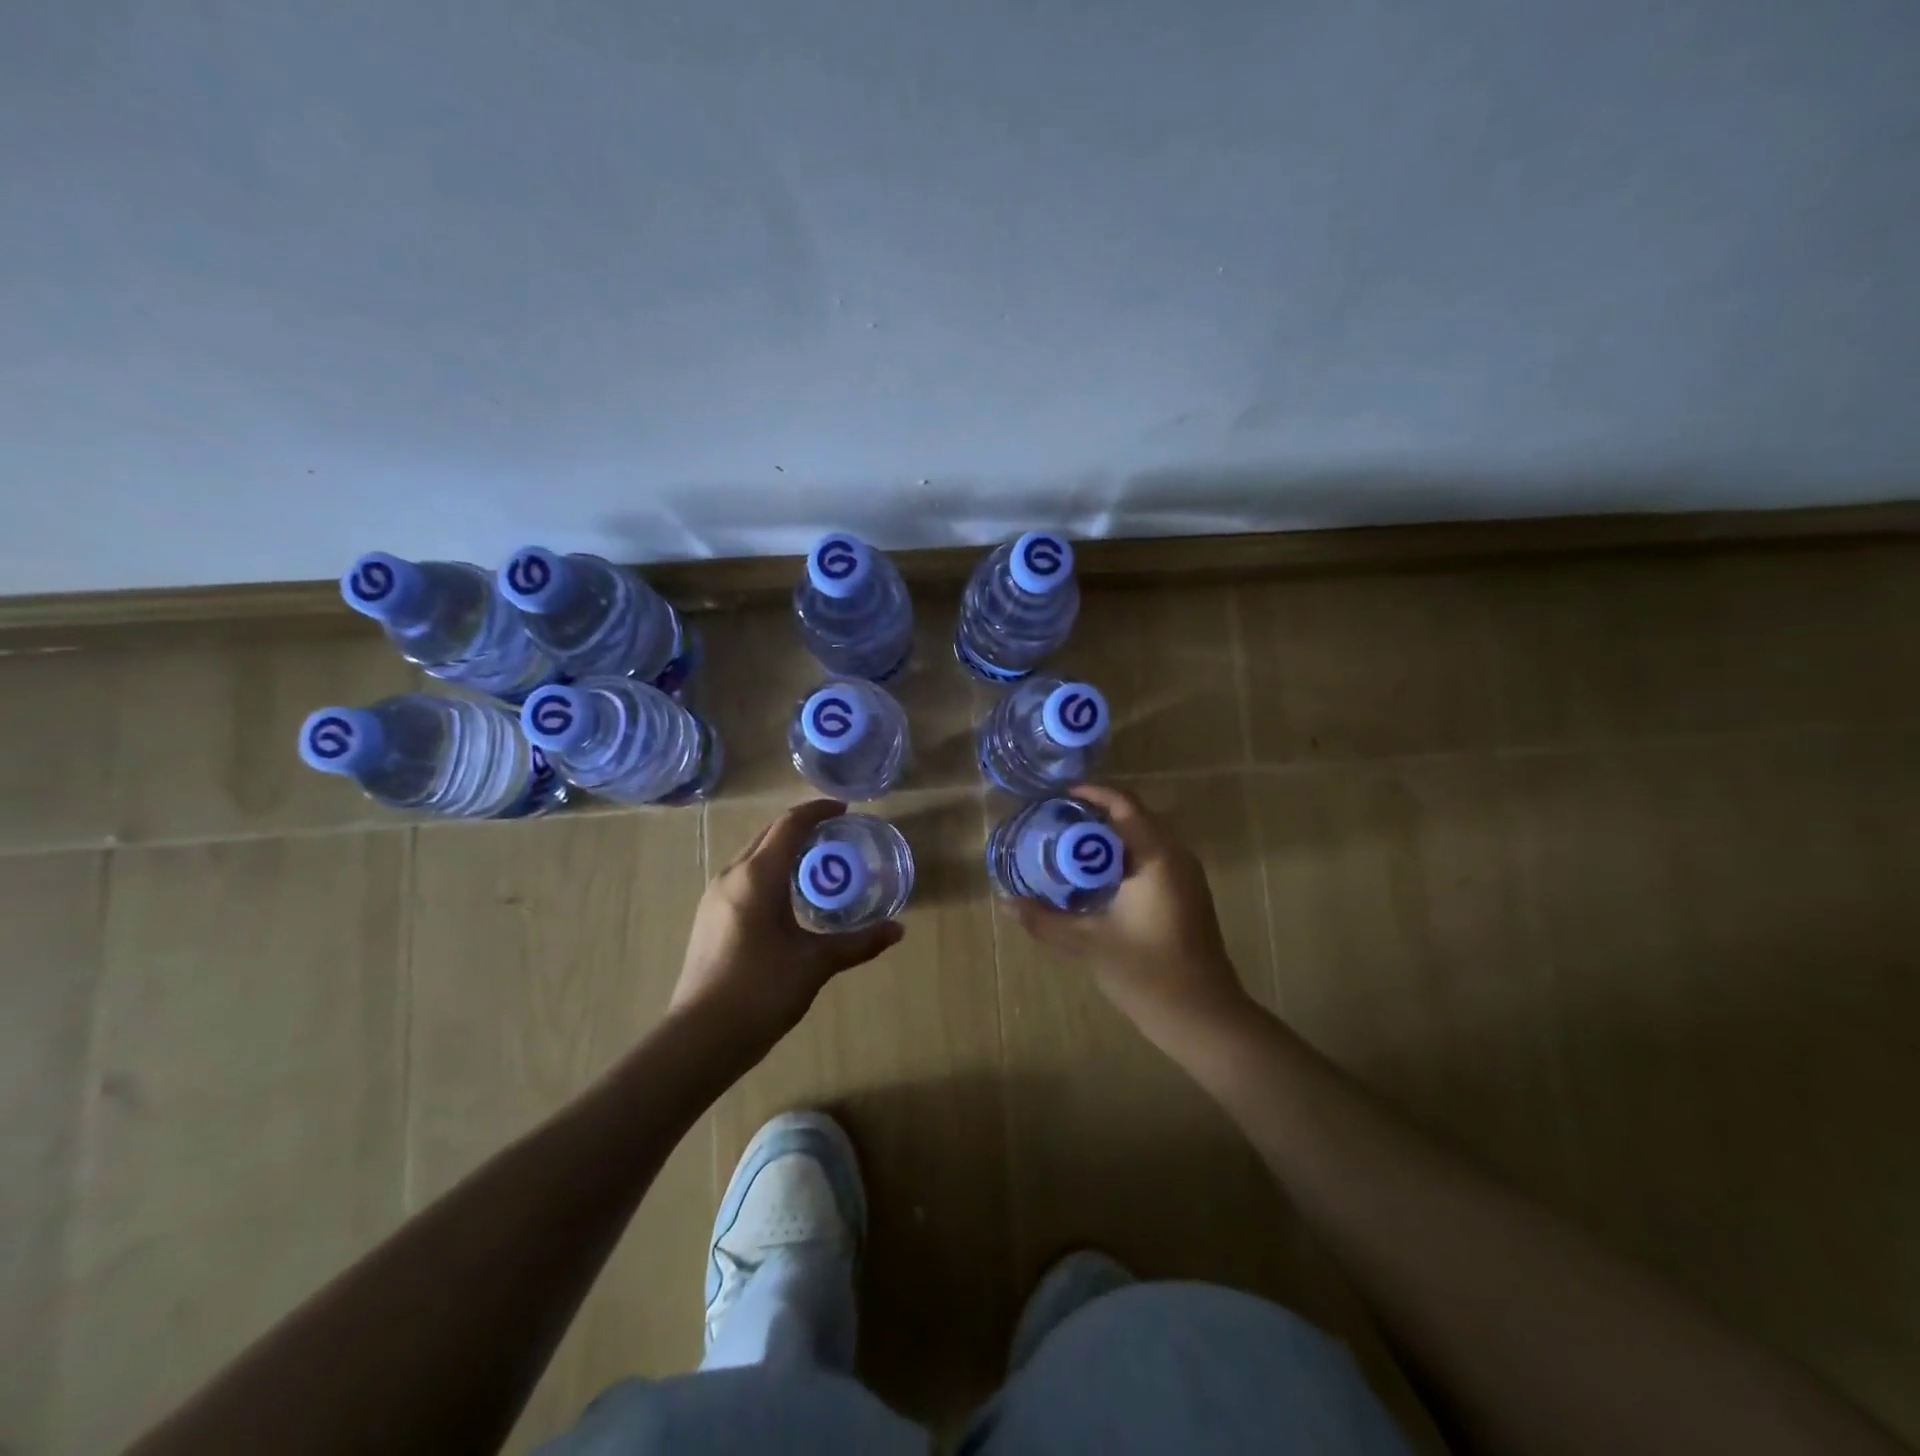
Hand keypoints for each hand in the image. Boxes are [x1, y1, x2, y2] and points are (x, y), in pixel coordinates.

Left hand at [670, 799, 903, 1056]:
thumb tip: (898, 930)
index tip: (844, 810)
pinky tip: (787, 898)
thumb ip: (858, 943)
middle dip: (802, 827)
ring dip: (784, 850)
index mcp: (758, 876)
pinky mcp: (708, 917)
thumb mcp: (815, 963)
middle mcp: (732, 875)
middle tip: (836, 835)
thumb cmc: (761, 991)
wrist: (699, 1038)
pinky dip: (769, 872)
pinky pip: (743, 877)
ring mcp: (714, 896)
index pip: (790, 825)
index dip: (818, 811)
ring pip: (753, 856)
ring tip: (816, 864)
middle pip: (769, 834)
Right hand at [1016, 784, 1254, 1044]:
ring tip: (1072, 846)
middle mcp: (1176, 856)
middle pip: (1135, 816)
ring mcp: (1187, 876)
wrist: (1202, 1016)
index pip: (1124, 804)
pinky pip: (1154, 858)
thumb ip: (1045, 919)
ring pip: (1146, 838)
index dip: (1092, 793)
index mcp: (1156, 856)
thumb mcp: (1088, 942)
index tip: (1059, 795)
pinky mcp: (1188, 895)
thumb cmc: (1147, 972)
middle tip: (1058, 821)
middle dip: (1097, 814)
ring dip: (1112, 836)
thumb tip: (1006, 903)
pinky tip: (1099, 879)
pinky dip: (1125, 856)